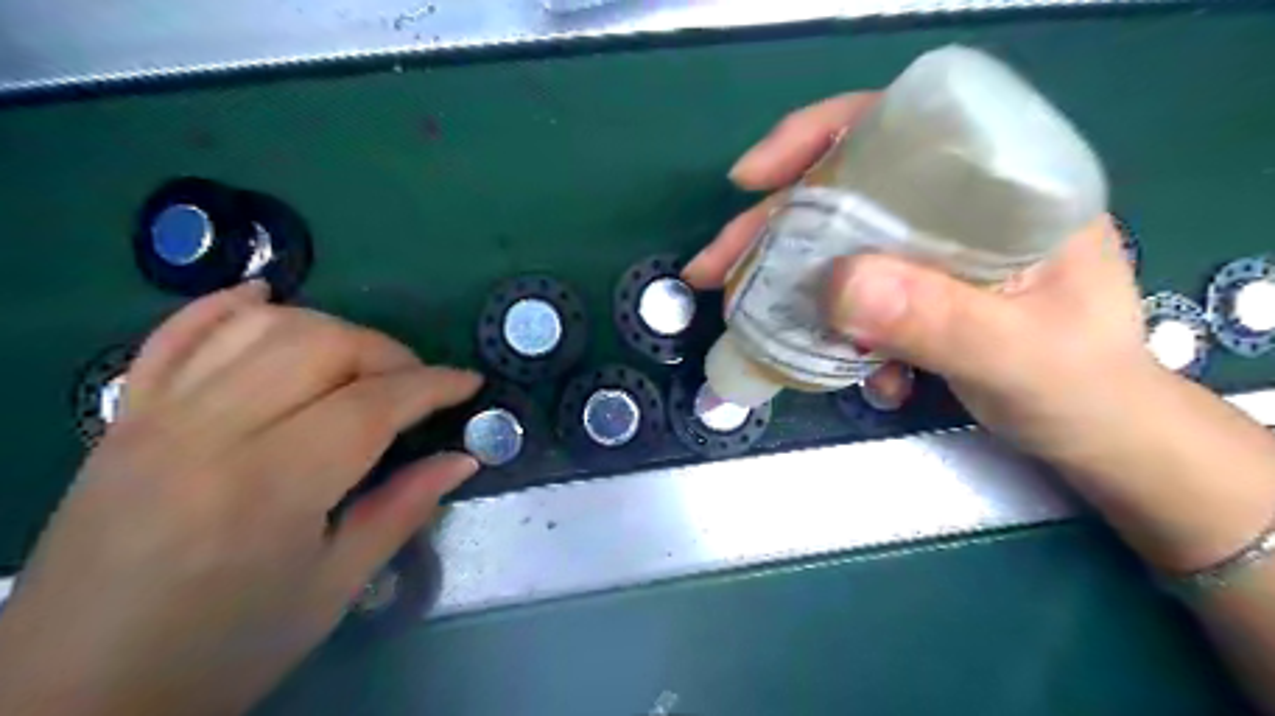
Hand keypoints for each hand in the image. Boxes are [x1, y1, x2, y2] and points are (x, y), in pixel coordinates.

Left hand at [0, 284, 484, 713]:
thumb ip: (403, 509)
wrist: (72, 696)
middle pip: (320, 346)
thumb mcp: (334, 588)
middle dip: (389, 352)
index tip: (468, 383)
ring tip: (363, 361)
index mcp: (270, 488)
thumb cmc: (225, 649)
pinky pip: (176, 334)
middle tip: (418, 384)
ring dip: (329, 328)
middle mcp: (210, 433)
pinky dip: (227, 305)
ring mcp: (157, 416)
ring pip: (260, 327)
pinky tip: (267, 298)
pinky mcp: (125, 416)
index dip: (432, 386)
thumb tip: (464, 458)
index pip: (371, 404)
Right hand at [687, 92, 1157, 463]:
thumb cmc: (1083, 387)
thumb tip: (836, 284)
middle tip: (714, 267)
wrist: (1097, 436)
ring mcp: (931, 250)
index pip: (900, 125)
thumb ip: (938, 320)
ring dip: (787, 281)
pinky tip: (832, 362)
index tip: (752, 179)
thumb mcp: (1018, 356)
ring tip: (745, 315)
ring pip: (837, 243)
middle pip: (845, 190)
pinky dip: (825, 324)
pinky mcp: (913, 290)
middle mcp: (959, 204)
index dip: (817, 137)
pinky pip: (848, 292)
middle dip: (772, 227)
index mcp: (1004, 184)